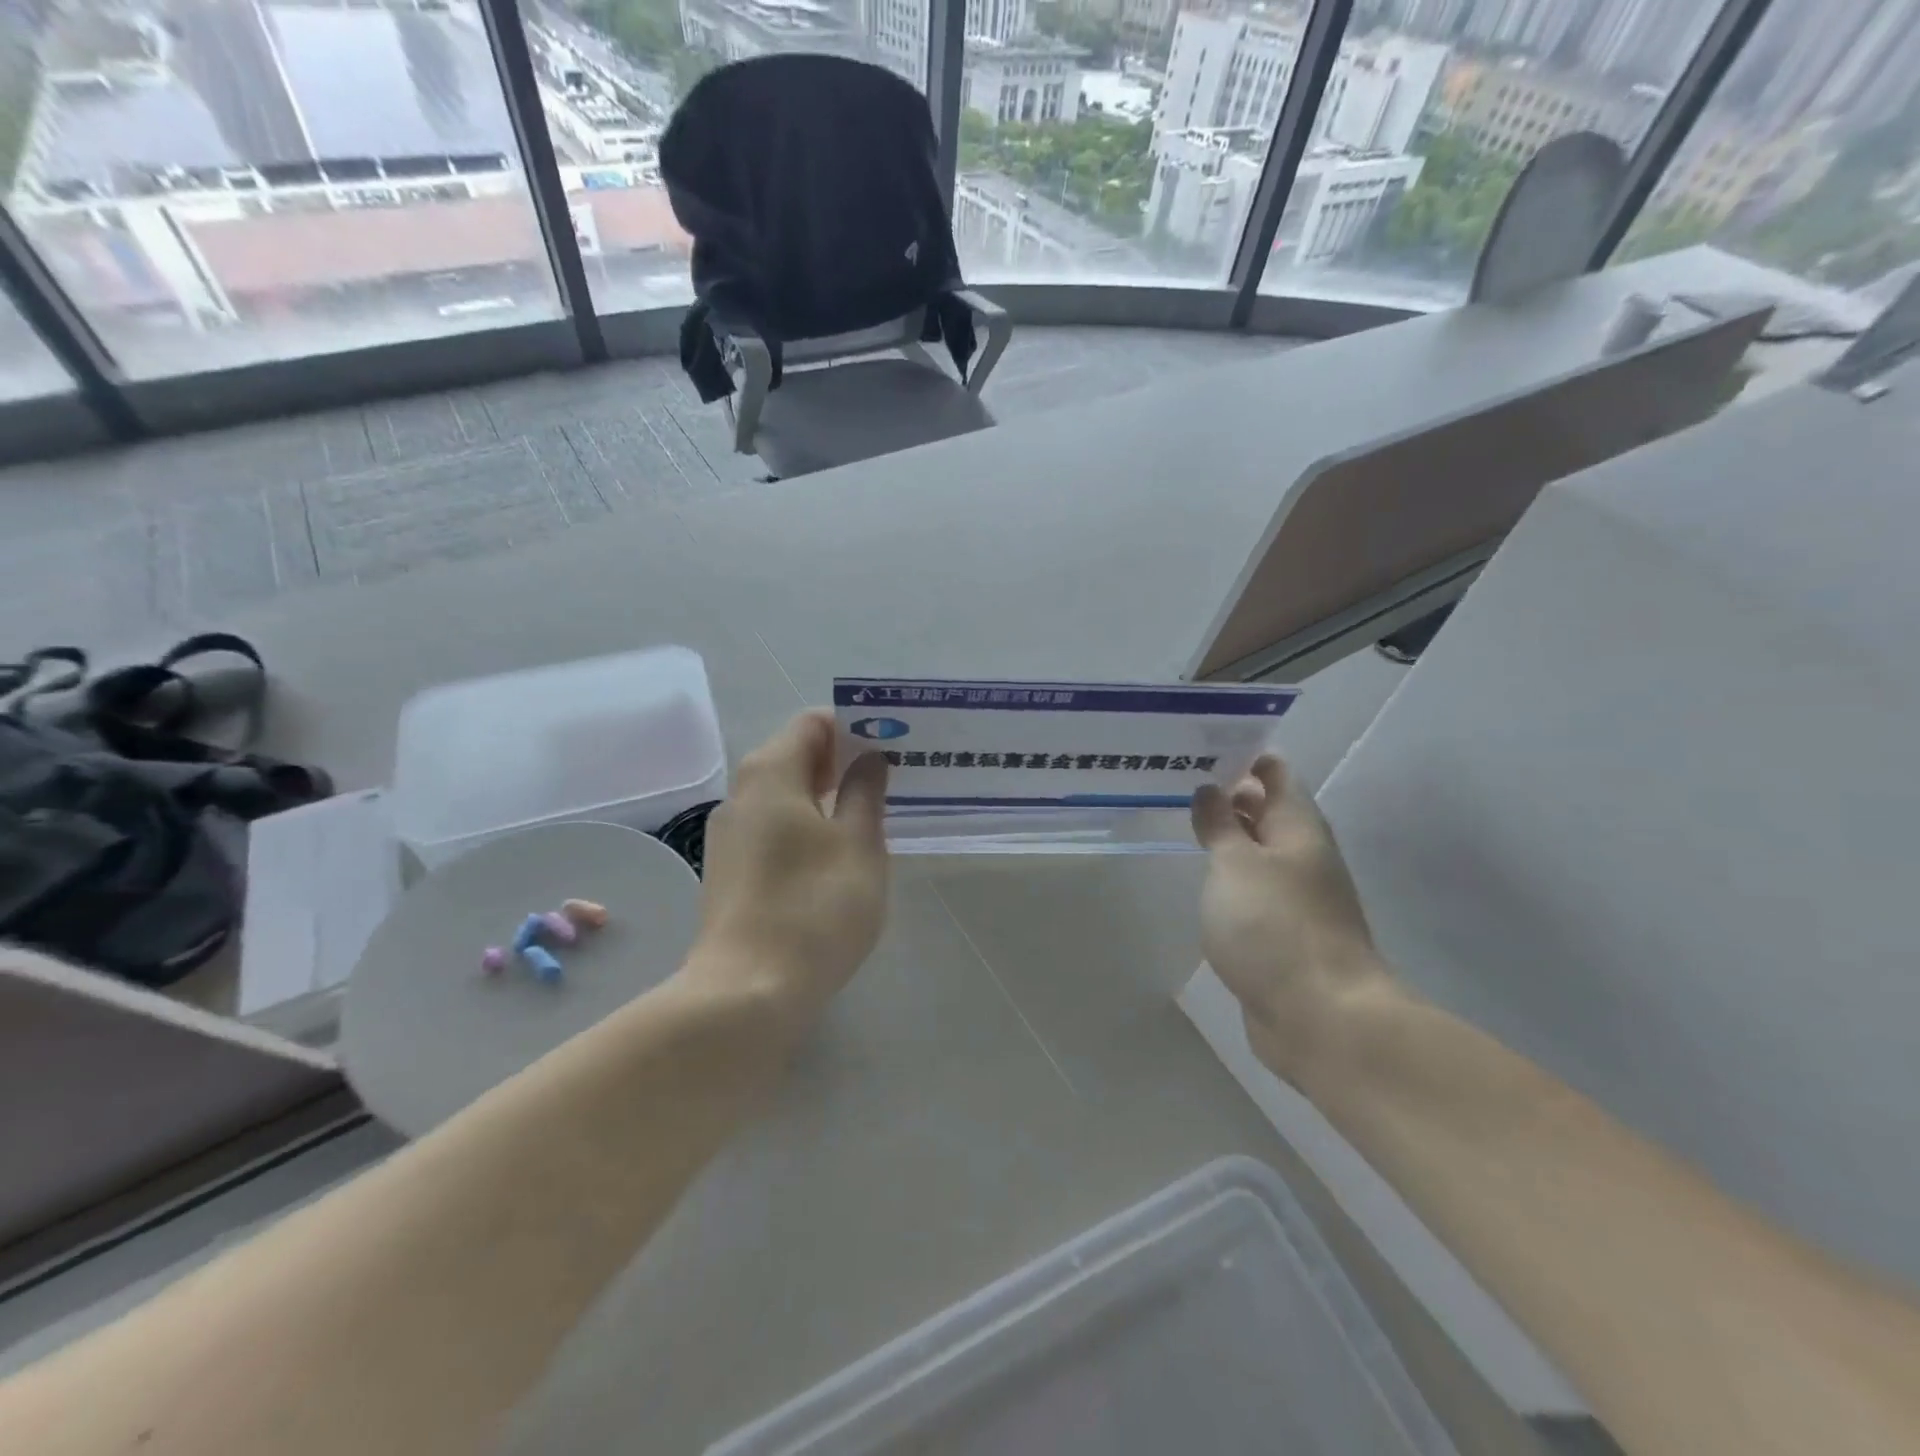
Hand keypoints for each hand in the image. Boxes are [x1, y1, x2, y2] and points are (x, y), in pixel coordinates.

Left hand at [689, 710, 889, 1020]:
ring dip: (828, 797)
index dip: (855, 725)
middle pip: (797, 755)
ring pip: (786, 795)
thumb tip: (868, 758)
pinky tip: (838, 856)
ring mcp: (730, 835)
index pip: (813, 723)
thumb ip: (865, 792)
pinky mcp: (731, 871)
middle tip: (893, 779)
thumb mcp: (858, 844)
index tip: (894, 744)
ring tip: (873, 817)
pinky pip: (775, 828)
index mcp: (771, 772)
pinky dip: (808, 827)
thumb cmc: (814, 906)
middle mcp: (742, 793)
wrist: (747, 992)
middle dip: (845, 761)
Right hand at [1191, 755, 1392, 1084]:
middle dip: (1230, 795)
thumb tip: (1211, 789)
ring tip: (1183, 822)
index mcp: (1299, 828)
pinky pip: (1253, 891)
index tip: (1201, 746)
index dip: (1244, 756)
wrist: (1320, 1017)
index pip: (1276, 774)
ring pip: (1259, 853)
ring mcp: (1296, 898)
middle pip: (1268, 812)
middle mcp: (1302, 856)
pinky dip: (1229, 878)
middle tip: (1179, 780)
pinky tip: (1203, 881)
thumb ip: (1220, 824)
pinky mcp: (1283, 934)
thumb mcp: (1236, 864)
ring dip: (1228, 837)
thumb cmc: (1274, 926)